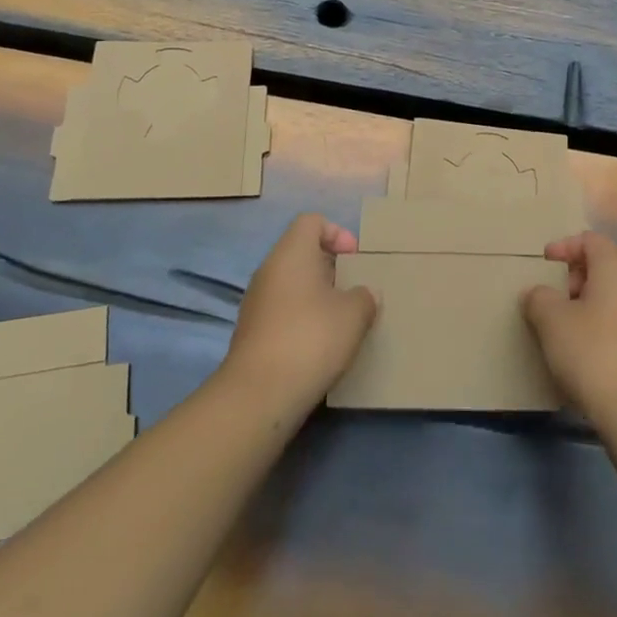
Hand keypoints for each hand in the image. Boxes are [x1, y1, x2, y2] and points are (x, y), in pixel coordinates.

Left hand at [224, 214, 376, 415]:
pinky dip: (301, 319)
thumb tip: (365, 294)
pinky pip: (282, 311)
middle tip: (353, 291)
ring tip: (341, 321)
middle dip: (330, 268)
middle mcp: (269, 269)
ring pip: (291, 284)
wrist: (259, 394)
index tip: (355, 259)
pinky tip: (319, 345)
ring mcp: (256, 302)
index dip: (337, 233)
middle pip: (301, 253)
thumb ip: (365, 297)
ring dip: (316, 296)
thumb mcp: (354, 314)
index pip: (312, 221)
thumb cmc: (311, 337)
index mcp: (292, 252)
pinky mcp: (251, 332)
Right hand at [524, 232, 616, 435]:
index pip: (590, 240)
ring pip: (611, 299)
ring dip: (584, 307)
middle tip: (550, 300)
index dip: (564, 246)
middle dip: (572, 279)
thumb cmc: (593, 354)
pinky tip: (583, 357)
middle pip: (602, 268)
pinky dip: (599, 330)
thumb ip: (539, 298)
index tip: (543, 264)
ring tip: (561, 331)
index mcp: (616, 268)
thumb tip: (537, 294)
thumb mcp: (552, 321)